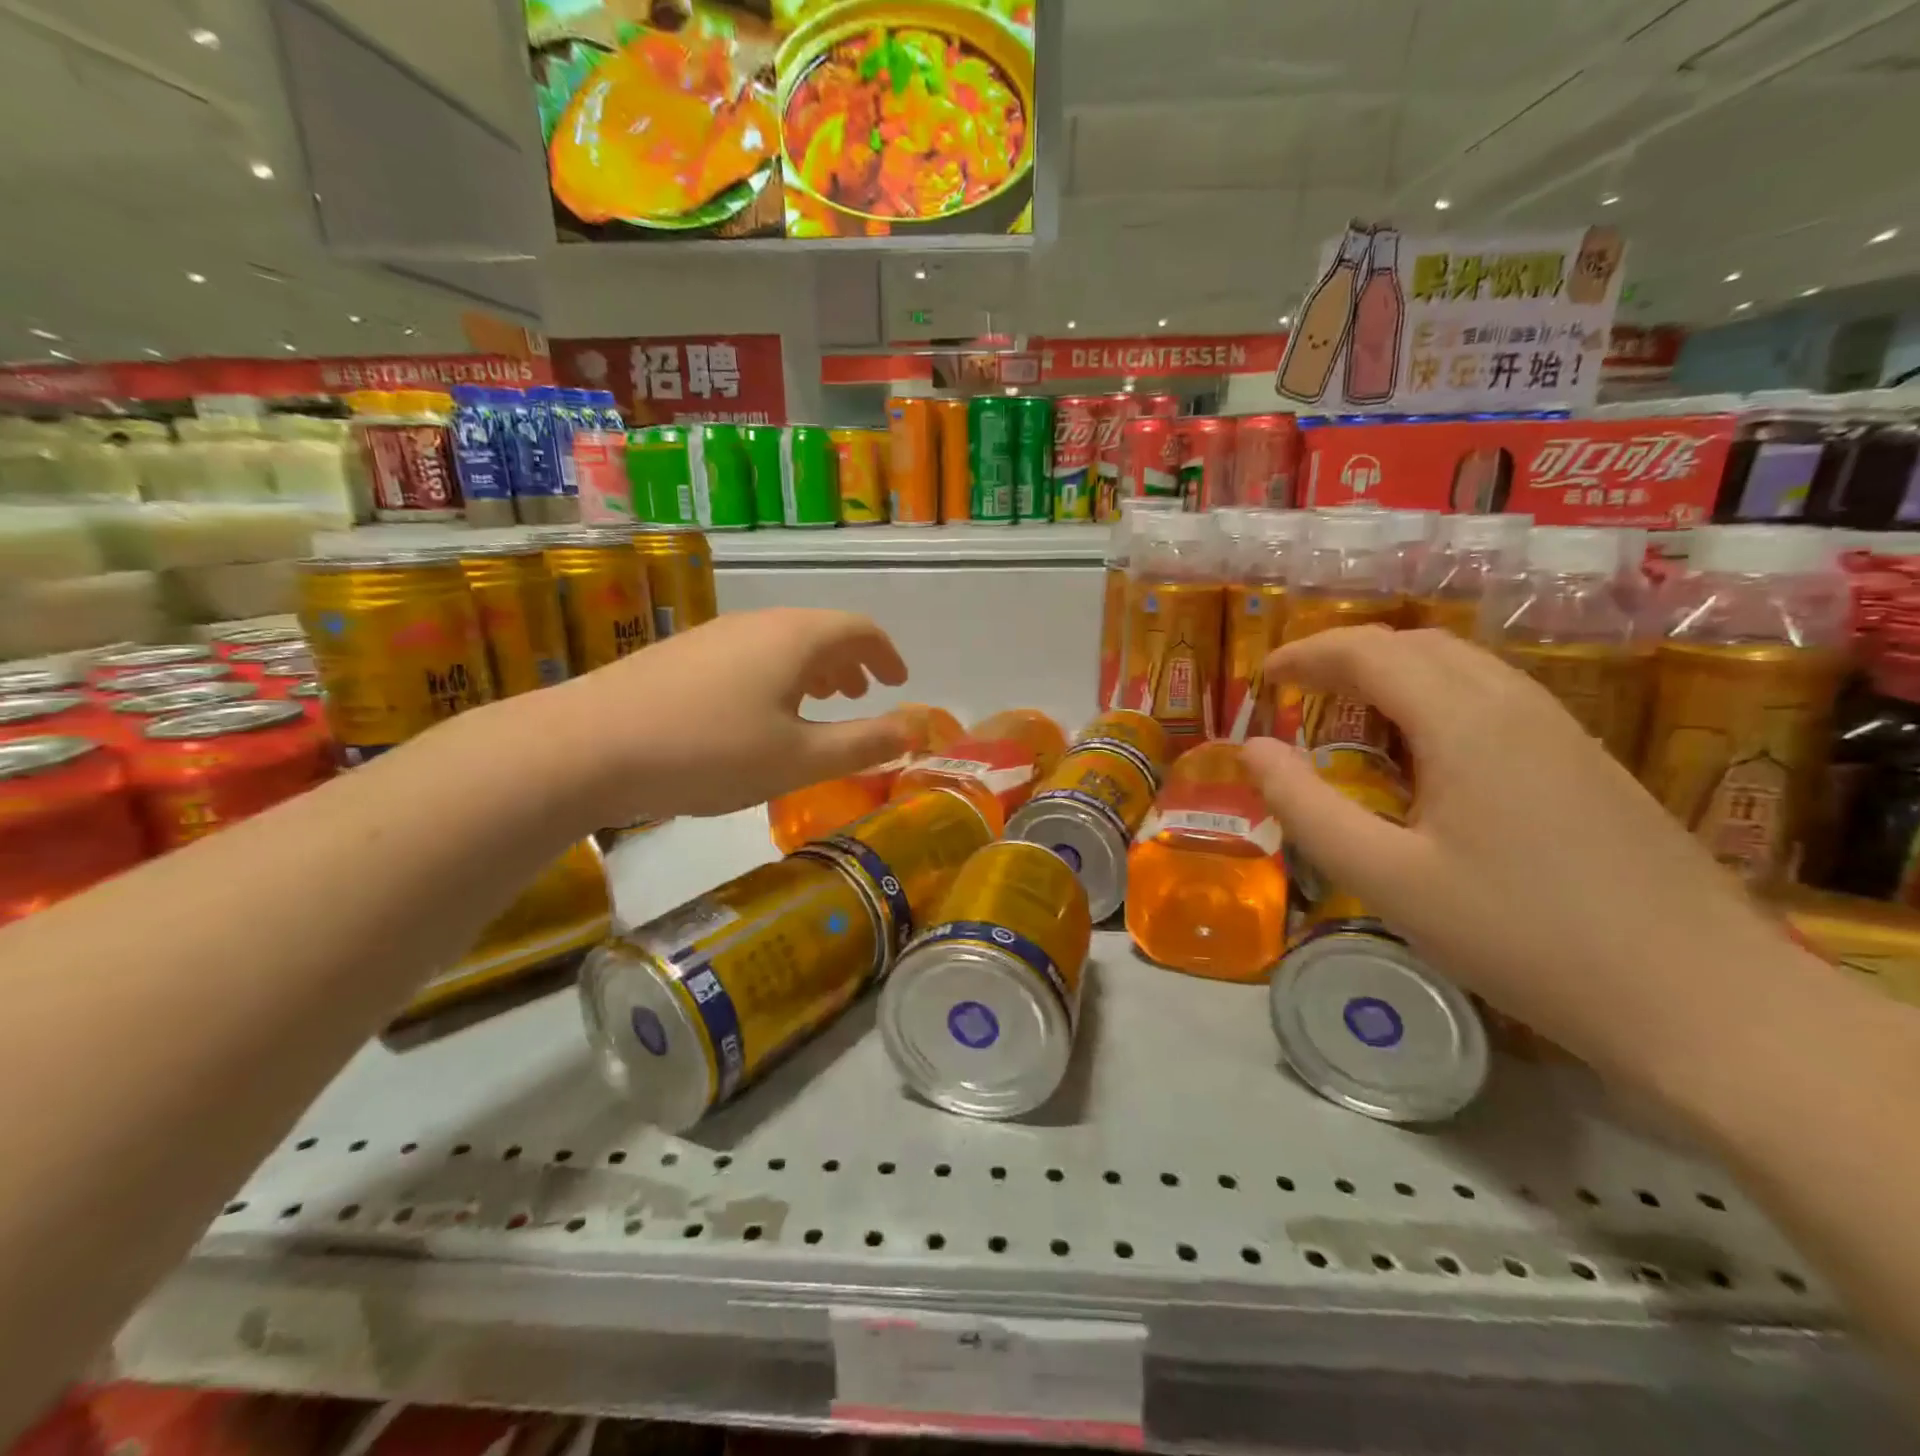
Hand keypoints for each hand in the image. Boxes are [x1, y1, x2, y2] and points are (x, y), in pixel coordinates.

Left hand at [543, 608, 911, 821]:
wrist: (588, 745)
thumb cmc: (711, 751)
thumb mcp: (799, 759)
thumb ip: (862, 744)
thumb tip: (913, 729)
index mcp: (796, 638)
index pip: (860, 630)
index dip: (887, 654)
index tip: (898, 681)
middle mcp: (758, 623)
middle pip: (820, 631)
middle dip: (850, 662)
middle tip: (862, 694)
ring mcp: (714, 634)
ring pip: (781, 642)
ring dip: (813, 669)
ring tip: (820, 701)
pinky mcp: (681, 654)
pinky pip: (749, 654)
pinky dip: (776, 675)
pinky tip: (760, 713)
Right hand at [1242, 626, 1805, 1079]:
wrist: (1705, 1002)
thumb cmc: (1523, 936)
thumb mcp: (1387, 878)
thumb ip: (1307, 807)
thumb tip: (1253, 749)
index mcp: (1464, 722)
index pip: (1370, 652)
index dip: (1307, 654)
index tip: (1263, 678)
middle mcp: (1516, 705)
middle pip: (1418, 645)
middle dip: (1347, 655)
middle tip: (1299, 692)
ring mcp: (1563, 731)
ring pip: (1463, 667)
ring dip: (1395, 672)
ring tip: (1349, 713)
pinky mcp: (1588, 762)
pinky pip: (1495, 698)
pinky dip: (1436, 698)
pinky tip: (1424, 752)